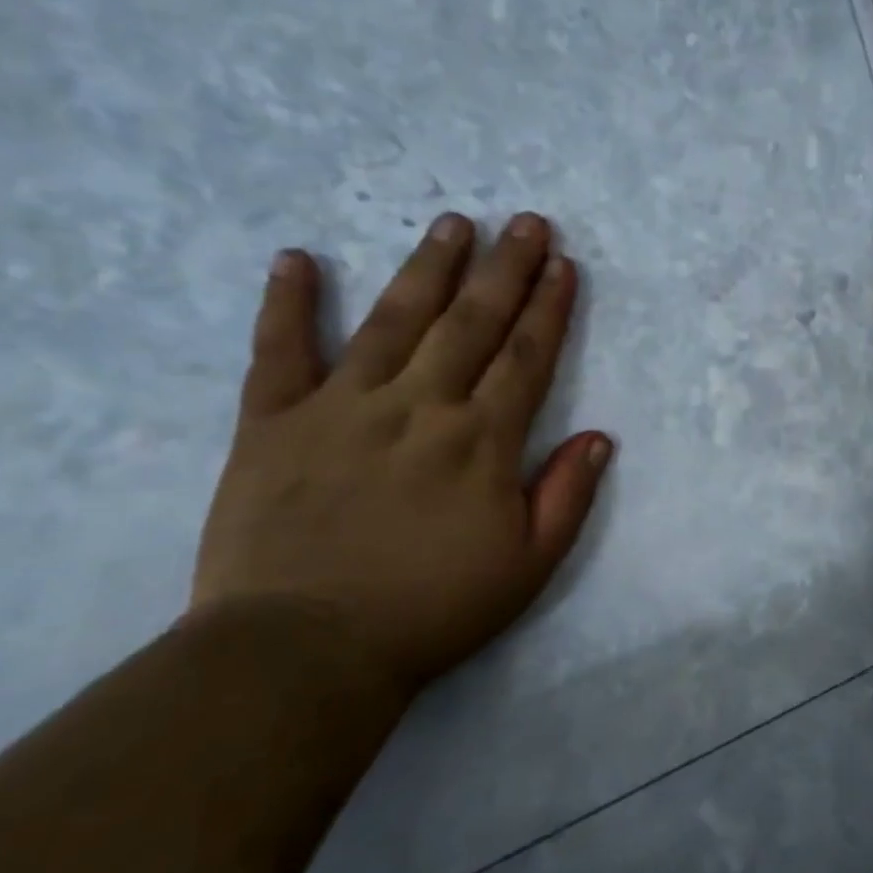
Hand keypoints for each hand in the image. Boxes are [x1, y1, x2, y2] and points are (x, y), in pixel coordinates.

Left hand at [191, 212, 612, 697]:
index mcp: (481, 441)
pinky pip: (279, 351)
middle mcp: (418, 406)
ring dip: (426, 267)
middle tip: (525, 221)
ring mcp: (342, 407)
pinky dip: (287, 304)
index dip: (548, 307)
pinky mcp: (272, 422)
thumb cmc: (431, 611)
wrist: (304, 651)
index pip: (525, 357)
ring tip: (452, 222)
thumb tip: (599, 436)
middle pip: (469, 323)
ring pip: (392, 320)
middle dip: (504, 268)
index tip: (563, 265)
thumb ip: (566, 496)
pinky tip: (297, 259)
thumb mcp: (528, 567)